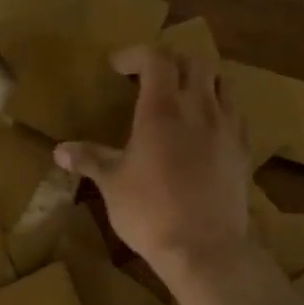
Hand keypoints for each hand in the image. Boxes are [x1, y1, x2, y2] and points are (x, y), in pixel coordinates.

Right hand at [55, 45, 252, 274]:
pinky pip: (235, 113)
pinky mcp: (243, 150)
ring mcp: (227, 128)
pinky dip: (219, 108)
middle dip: (170, 62)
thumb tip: (60, 150)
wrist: (206, 250)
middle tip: (149, 78)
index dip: (136, 55)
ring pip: (222, 82)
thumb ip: (89, 159)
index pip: (156, 58)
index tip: (117, 67)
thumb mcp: (112, 184)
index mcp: (162, 109)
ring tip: (182, 96)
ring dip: (200, 80)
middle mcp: (198, 108)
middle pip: (193, 62)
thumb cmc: (150, 212)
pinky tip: (205, 129)